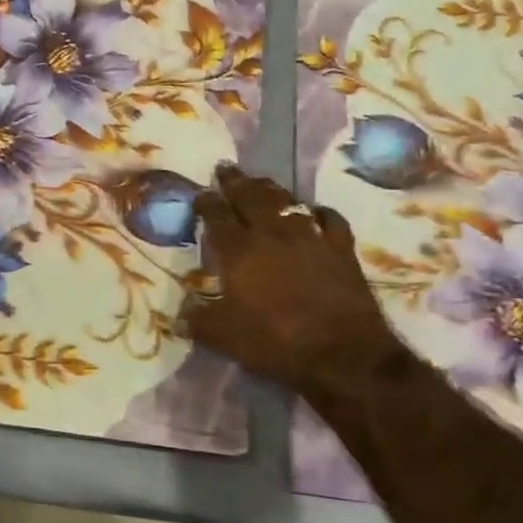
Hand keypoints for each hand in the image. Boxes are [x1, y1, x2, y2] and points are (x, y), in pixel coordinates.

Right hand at [178, 166, 401, 410]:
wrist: (343, 353)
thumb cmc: (276, 343)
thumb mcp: (224, 338)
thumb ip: (198, 321)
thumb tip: (179, 314)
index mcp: (239, 251)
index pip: (216, 216)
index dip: (206, 202)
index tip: (199, 193)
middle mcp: (272, 234)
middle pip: (250, 197)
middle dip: (235, 181)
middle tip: (226, 168)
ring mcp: (310, 237)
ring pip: (286, 201)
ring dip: (270, 188)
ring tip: (260, 181)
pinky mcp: (340, 248)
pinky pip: (328, 219)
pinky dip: (316, 211)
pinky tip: (312, 210)